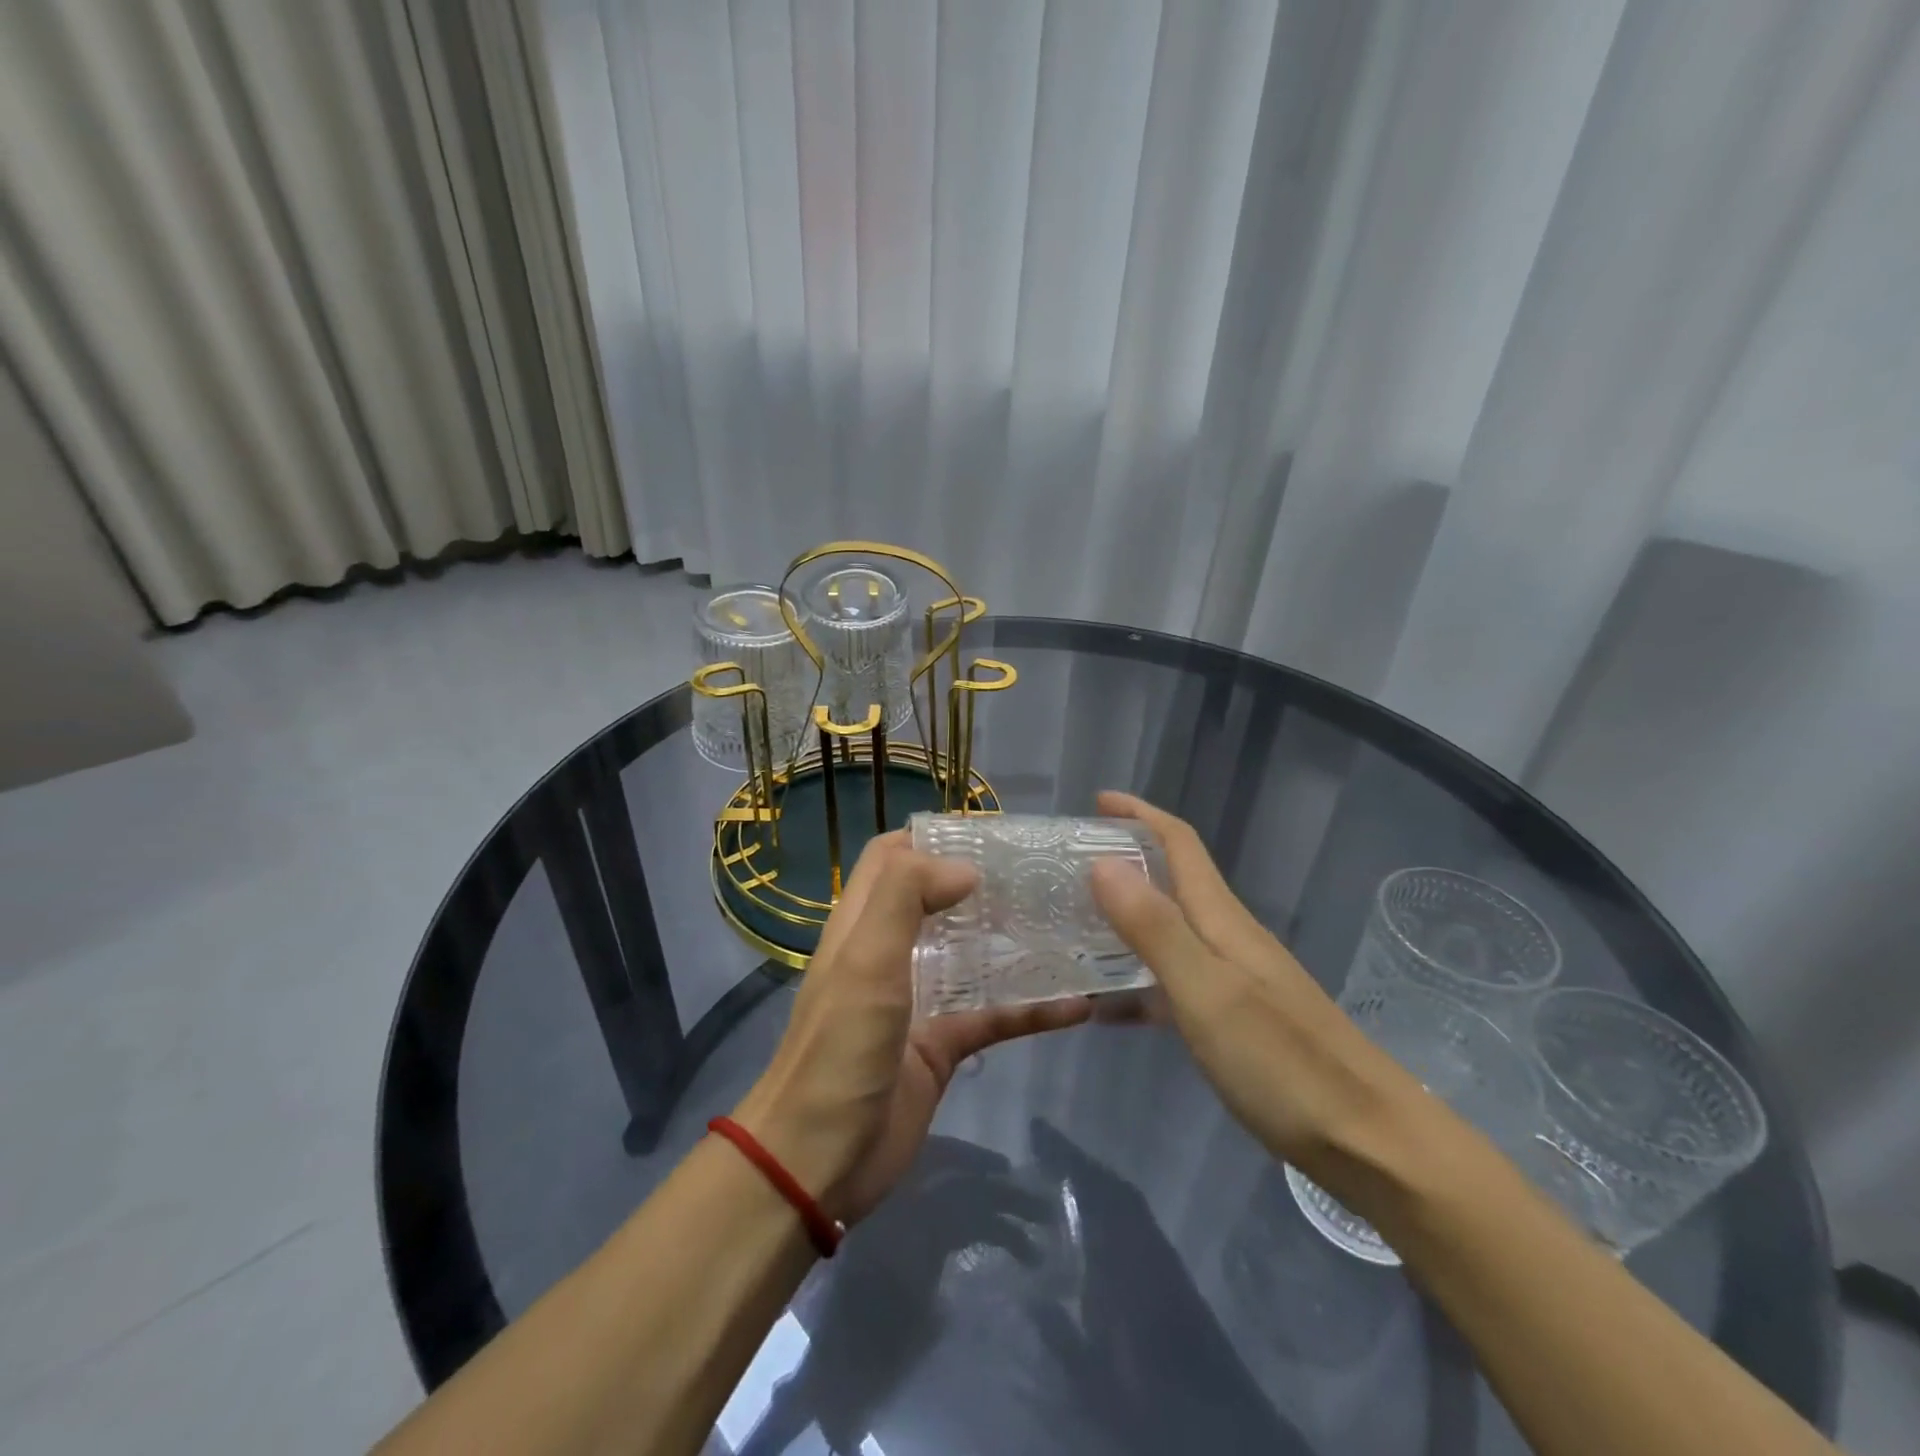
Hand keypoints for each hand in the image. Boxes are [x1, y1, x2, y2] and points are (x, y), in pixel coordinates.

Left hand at [733, 833, 1090, 1225]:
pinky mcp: (943, 1044)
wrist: (819, 1161)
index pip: (891, 857)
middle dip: (983, 883)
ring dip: (1012, 940)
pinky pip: (994, 1015)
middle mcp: (890, 952)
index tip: (988, 834)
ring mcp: (919, 998)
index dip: (931, 836)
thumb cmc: (839, 1048)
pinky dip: (1032, 1009)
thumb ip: (905, 897)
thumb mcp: (865, 960)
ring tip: (1067, 923)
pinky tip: (1080, 1005)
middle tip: (1041, 875)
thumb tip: (965, 866)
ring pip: (972, 954)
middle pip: (937, 899)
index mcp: (863, 923)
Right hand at [1088, 791, 1425, 1181]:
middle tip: (1069, 867)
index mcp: (1222, 920)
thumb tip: (1104, 862)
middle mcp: (1230, 938)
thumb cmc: (1284, 1063)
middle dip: (1125, 859)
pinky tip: (1113, 1003)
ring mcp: (1238, 979)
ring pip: (1172, 928)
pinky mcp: (1240, 1019)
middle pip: (1174, 880)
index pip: (1180, 845)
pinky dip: (1140, 975)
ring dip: (1128, 915)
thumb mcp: (1207, 992)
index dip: (1140, 815)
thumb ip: (1155, 928)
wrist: (1374, 1145)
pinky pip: (1176, 978)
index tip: (1097, 801)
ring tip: (1078, 925)